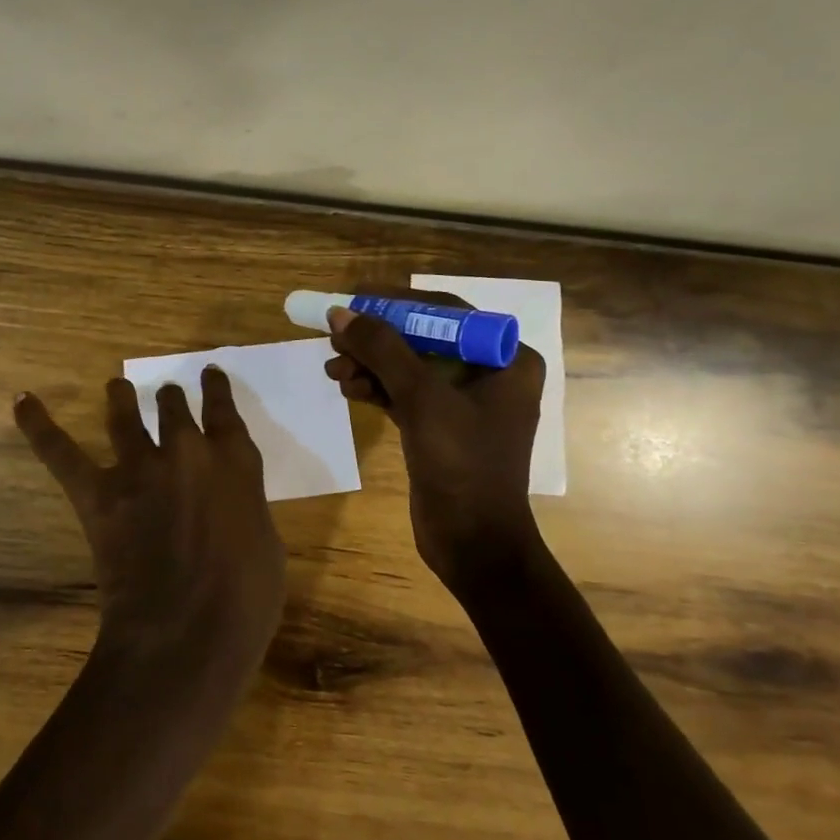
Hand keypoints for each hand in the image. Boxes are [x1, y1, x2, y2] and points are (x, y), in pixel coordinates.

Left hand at [14, 367, 286, 687]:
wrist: (186, 633)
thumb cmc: (244, 601)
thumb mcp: (265, 546)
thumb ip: (243, 507)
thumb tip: (226, 501)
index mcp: (234, 464)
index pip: (223, 411)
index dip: (215, 389)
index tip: (209, 374)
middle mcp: (185, 452)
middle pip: (172, 406)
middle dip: (169, 398)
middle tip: (165, 395)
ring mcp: (138, 469)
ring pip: (124, 414)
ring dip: (121, 396)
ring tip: (116, 386)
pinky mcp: (98, 494)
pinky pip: (61, 451)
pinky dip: (39, 426)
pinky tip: (22, 402)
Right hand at [324, 287, 545, 581]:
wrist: (472, 542)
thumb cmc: (461, 464)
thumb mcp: (421, 398)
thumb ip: (382, 350)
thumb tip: (341, 313)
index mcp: (506, 359)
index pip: (447, 312)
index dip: (397, 302)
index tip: (354, 297)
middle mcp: (489, 374)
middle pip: (423, 338)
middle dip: (377, 338)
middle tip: (335, 336)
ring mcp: (464, 402)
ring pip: (409, 367)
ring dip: (370, 365)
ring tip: (333, 371)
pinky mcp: (440, 426)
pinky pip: (404, 393)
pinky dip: (376, 388)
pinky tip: (347, 389)